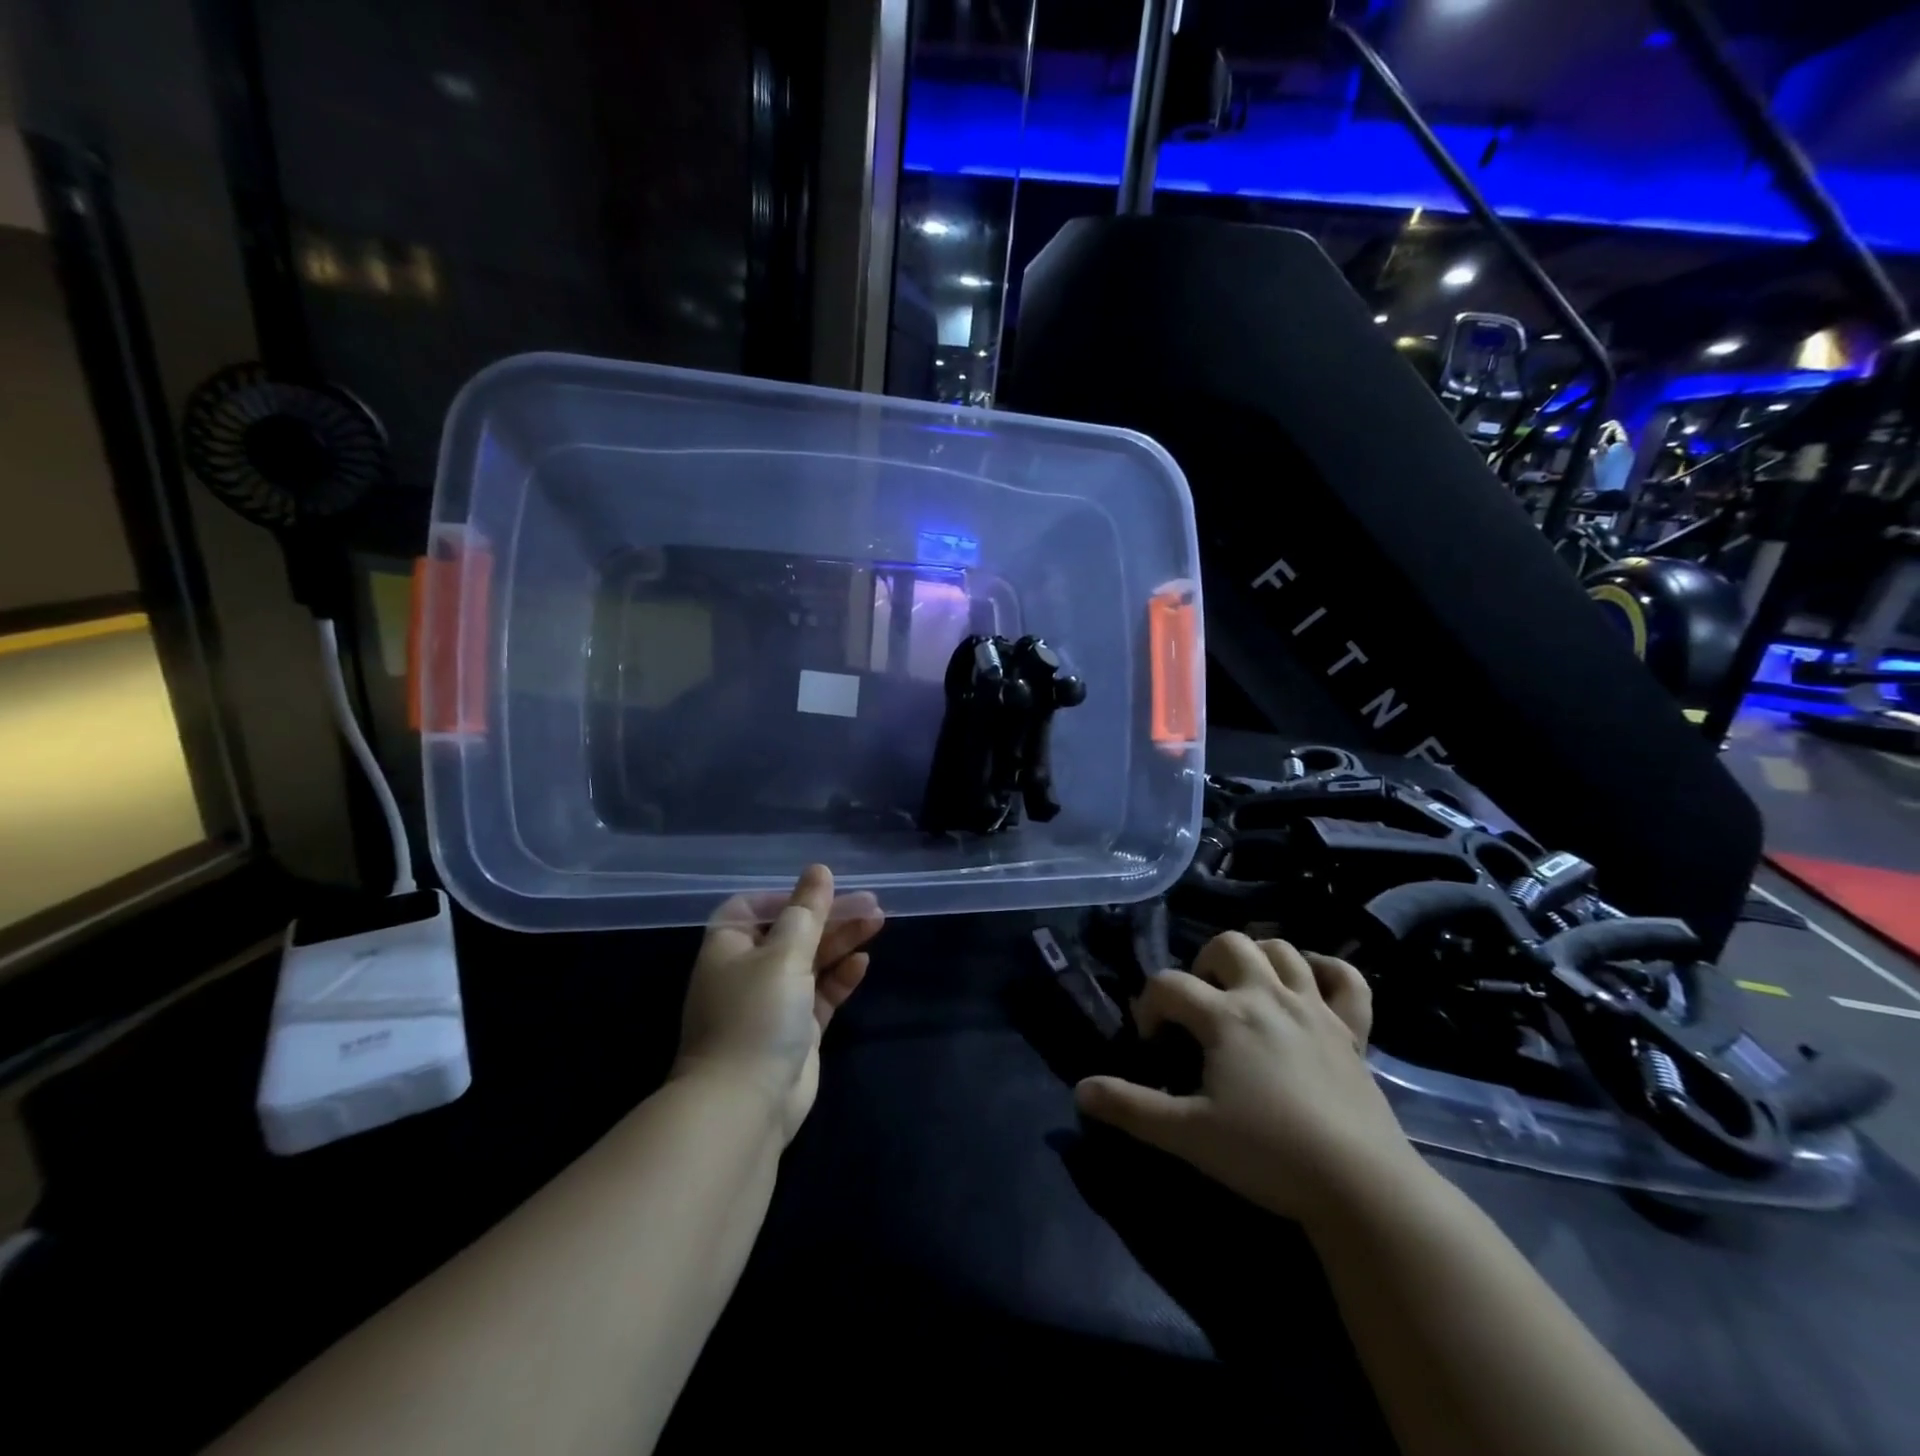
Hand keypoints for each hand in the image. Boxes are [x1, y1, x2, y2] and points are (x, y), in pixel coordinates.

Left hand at [675, 865, 883, 1141]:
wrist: (745, 1105)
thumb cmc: (756, 1015)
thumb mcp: (784, 954)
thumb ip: (807, 911)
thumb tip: (819, 870)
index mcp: (729, 947)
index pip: (753, 908)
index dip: (787, 897)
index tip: (822, 892)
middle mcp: (748, 971)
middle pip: (792, 932)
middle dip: (829, 916)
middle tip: (871, 903)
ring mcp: (773, 1002)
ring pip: (812, 961)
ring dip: (841, 941)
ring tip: (878, 921)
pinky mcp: (796, 1031)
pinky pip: (821, 994)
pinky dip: (840, 978)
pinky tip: (863, 964)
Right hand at [1075, 933, 1422, 1224]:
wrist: (1359, 1186)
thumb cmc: (1267, 1154)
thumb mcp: (1188, 1134)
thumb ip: (1131, 1109)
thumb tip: (1080, 1090)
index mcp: (1225, 1017)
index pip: (1169, 985)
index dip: (1148, 1005)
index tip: (1151, 1042)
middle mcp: (1267, 996)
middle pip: (1229, 944)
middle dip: (1204, 964)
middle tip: (1200, 1007)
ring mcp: (1314, 1008)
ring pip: (1282, 950)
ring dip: (1258, 957)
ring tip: (1245, 988)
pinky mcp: (1353, 1030)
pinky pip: (1346, 980)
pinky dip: (1327, 971)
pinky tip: (1310, 984)